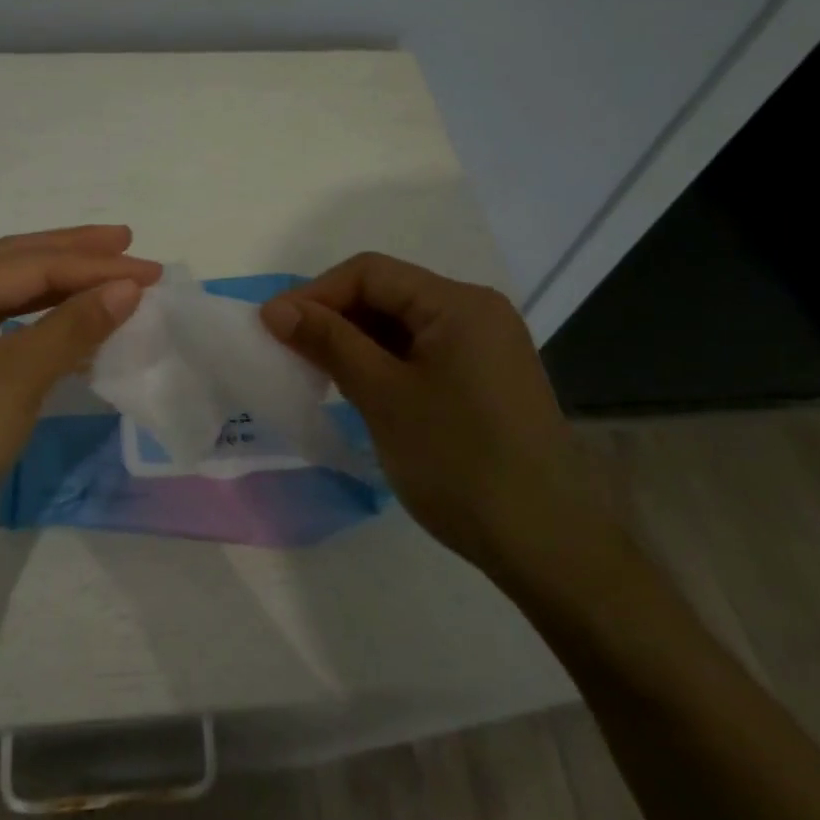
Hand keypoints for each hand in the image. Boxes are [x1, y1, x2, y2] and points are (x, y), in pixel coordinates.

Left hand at [0, 227, 160, 584]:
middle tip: (127, 241)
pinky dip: (43, 318)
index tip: (150, 270)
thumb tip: (126, 287)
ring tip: (107, 273)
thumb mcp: (17, 381)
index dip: (93, 264)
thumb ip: (72, 327)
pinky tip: (73, 322)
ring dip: (60, 281)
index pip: (32, 265)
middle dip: (73, 252)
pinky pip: (3, 325)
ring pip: (9, 293)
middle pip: (16, 262)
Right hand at [261, 252, 605, 575]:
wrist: (546, 547)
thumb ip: (329, 342)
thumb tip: (276, 308)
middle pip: (388, 294)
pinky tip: (357, 387)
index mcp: (459, 304)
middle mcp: (476, 313)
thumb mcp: (383, 396)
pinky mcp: (484, 380)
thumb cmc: (458, 462)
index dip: (316, 293)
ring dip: (355, 341)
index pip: (371, 273)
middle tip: (289, 351)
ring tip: (315, 371)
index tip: (273, 327)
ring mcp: (484, 347)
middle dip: (334, 316)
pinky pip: (421, 353)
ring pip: (402, 325)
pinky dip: (383, 362)